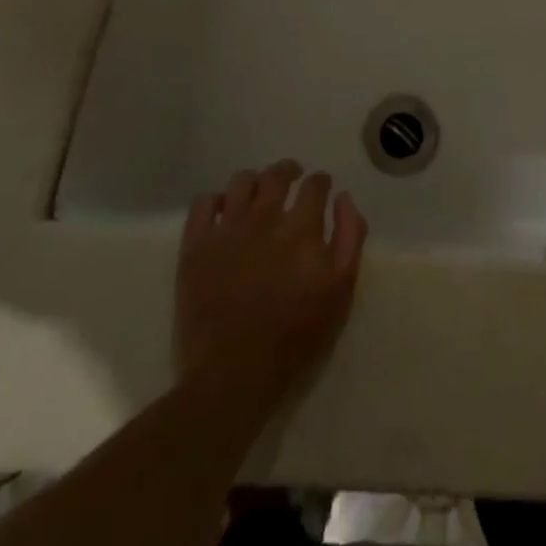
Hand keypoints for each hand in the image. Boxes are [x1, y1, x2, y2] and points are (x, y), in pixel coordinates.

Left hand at [177, 161, 366, 413]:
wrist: (233, 375)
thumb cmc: (294, 337)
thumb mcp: (340, 292)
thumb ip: (349, 237)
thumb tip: (343, 198)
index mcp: (301, 227)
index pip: (315, 184)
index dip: (321, 182)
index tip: (322, 188)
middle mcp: (264, 217)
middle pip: (277, 174)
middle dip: (289, 170)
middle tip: (292, 177)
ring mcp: (227, 229)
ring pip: (241, 181)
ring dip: (255, 180)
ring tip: (258, 192)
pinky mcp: (196, 246)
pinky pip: (202, 203)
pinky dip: (215, 199)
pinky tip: (223, 210)